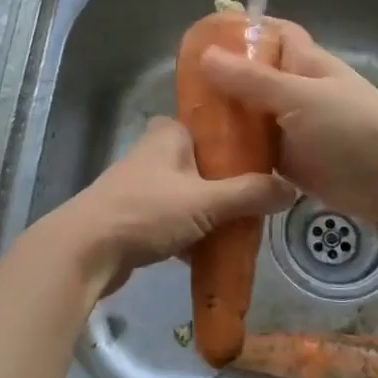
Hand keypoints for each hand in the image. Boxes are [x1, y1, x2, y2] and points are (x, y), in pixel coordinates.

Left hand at [34, 117, 294, 296]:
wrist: (85, 251)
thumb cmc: (146, 212)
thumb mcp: (205, 201)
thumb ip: (249, 194)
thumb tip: (292, 189)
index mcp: (169, 134)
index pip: (212, 125)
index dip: (239, 140)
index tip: (269, 160)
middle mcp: (153, 153)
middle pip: (204, 164)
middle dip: (230, 183)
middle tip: (262, 200)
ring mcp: (141, 186)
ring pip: (189, 194)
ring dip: (212, 211)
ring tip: (246, 227)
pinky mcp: (133, 217)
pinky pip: (174, 220)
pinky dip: (192, 233)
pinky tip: (214, 252)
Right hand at [199, 20, 377, 230]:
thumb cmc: (354, 128)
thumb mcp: (299, 97)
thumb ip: (252, 80)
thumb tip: (205, 55)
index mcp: (303, 63)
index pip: (270, 34)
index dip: (240, 31)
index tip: (200, 39)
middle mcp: (295, 92)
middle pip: (252, 79)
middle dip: (220, 82)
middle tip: (179, 90)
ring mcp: (293, 129)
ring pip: (251, 118)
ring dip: (225, 121)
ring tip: (183, 126)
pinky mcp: (291, 163)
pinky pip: (257, 152)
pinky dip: (236, 154)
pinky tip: (206, 160)